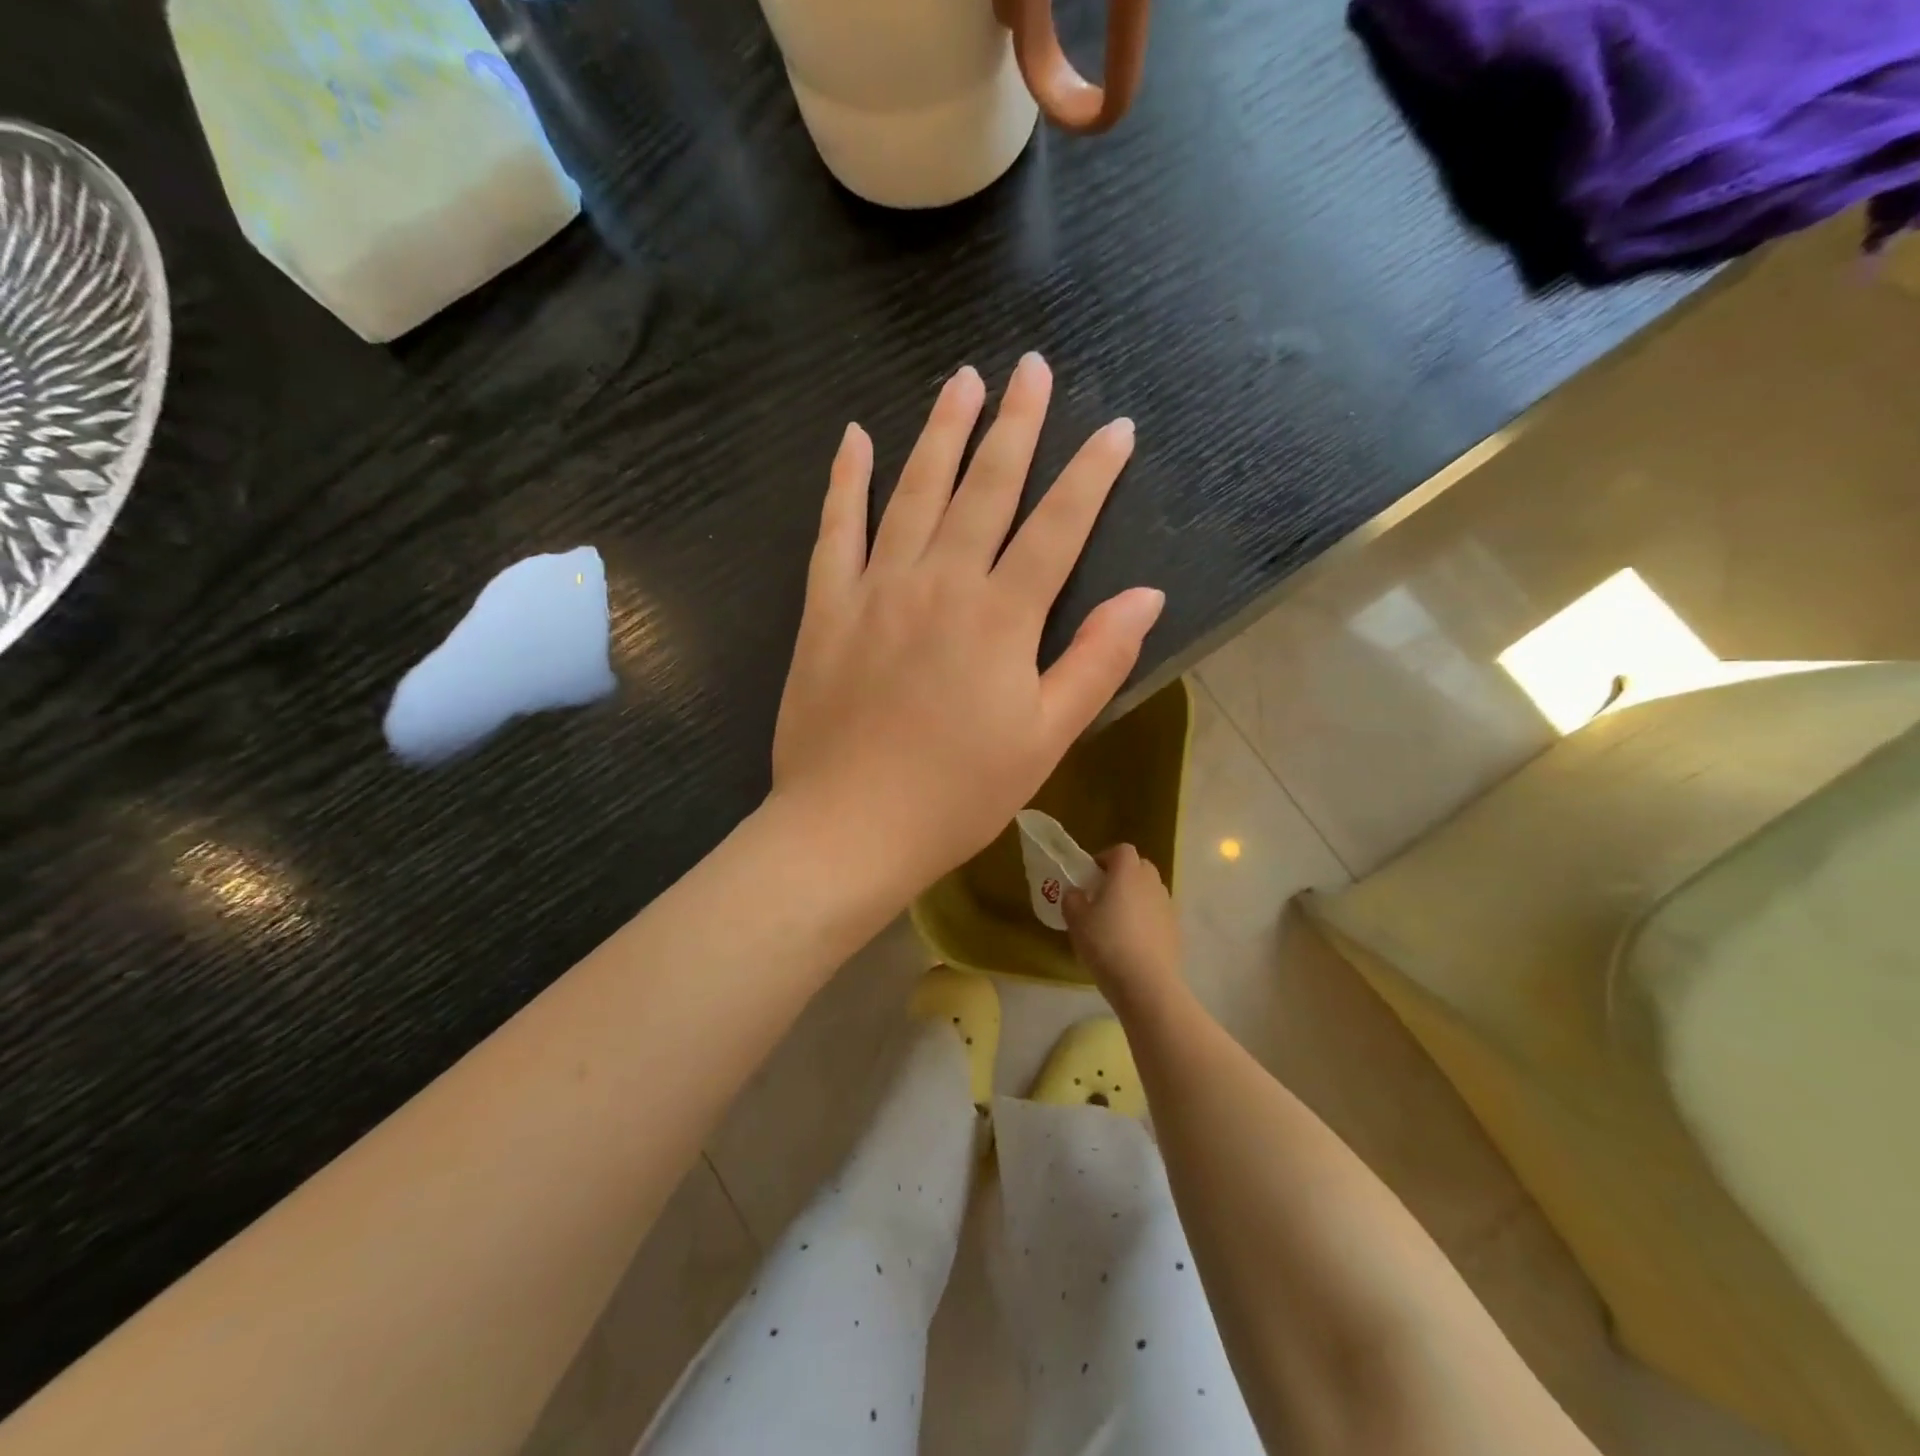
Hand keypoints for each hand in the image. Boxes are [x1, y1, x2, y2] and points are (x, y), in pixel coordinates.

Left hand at [772, 353, 1164, 893]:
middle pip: (985, 488)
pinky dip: (846, 480)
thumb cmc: (958, 794)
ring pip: (913, 492)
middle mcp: (939, 583)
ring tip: (962, 379)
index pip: (1058, 527)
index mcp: (1000, 617)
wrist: (850, 827)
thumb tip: (1147, 595)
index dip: (1092, 475)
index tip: (1117, 428)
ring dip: (941, 432)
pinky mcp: (826, 608)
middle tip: (1032, 368)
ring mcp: (875, 588)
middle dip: (1016, 424)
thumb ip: (1094, 661)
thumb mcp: (1045, 738)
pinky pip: (835, 529)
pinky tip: (856, 437)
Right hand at [1063, 844, 1182, 1010]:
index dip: (1105, 858)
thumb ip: (1072, 899)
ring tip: (1118, 922)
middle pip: (1139, 867)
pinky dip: (1147, 920)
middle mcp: (1151, 882)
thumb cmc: (1106, 943)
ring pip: (1150, 891)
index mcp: (1127, 872)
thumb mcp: (1076, 920)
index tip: (1091, 876)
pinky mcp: (1176, 929)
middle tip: (1103, 896)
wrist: (1146, 983)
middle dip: (1122, 876)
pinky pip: (1158, 914)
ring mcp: (1168, 906)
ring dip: (1136, 898)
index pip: (1121, 850)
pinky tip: (1133, 943)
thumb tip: (1077, 894)